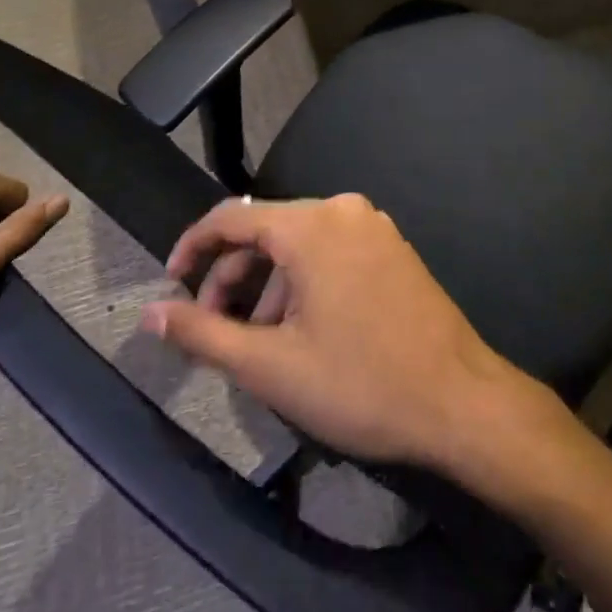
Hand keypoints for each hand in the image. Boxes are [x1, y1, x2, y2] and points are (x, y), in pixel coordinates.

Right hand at [141, 194, 527, 469]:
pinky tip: (304, 331)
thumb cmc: (360, 384)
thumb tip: (150, 313)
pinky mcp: (393, 247)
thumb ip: (203, 333)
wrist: (461, 402)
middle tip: (215, 330)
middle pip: (267, 230)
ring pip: (299, 244)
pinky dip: (304, 282)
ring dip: (269, 286)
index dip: (193, 247)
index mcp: (311, 225)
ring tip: (261, 344)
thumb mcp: (270, 366)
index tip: (170, 284)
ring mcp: (373, 226)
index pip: (232, 216)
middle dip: (233, 277)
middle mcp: (342, 210)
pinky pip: (331, 251)